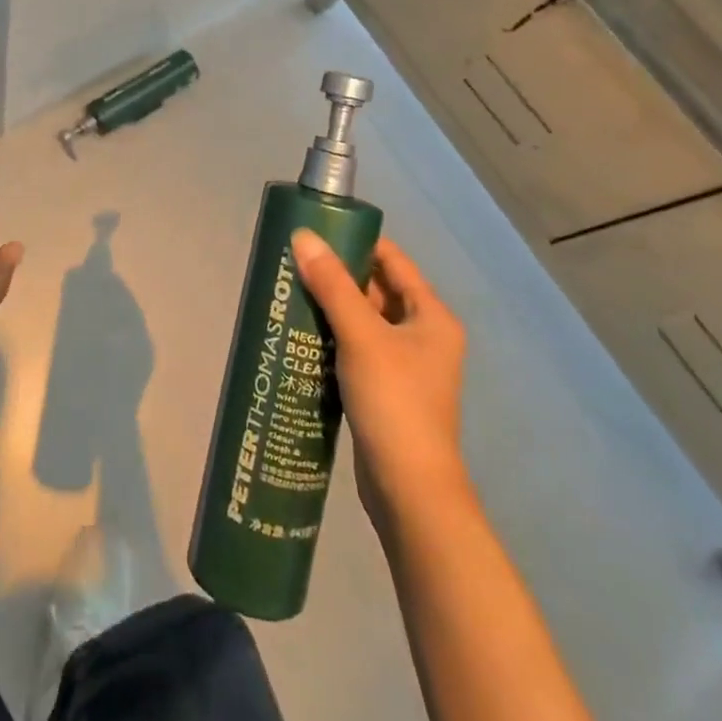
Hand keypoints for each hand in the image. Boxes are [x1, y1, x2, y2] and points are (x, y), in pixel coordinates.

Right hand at [291, 231, 470, 525]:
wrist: (409, 490)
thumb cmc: (394, 401)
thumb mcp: (361, 335)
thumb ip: (331, 285)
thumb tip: (303, 236)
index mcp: (431, 316)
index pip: (393, 261)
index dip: (358, 241)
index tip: (317, 230)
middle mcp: (423, 335)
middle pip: (377, 289)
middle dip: (337, 275)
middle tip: (295, 261)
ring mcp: (406, 366)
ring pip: (364, 321)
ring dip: (332, 307)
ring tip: (290, 291)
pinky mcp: (386, 390)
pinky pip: (356, 348)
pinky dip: (332, 337)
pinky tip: (301, 334)